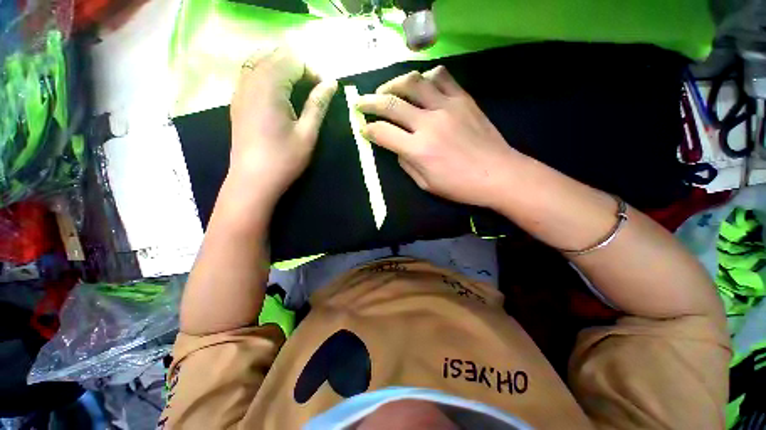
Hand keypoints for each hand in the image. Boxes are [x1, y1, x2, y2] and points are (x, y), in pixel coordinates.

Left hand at [229, 47, 337, 202]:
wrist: (253, 179)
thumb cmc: (284, 159)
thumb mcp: (307, 133)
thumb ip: (318, 105)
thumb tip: (331, 83)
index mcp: (270, 88)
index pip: (292, 61)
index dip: (312, 71)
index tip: (323, 91)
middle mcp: (251, 81)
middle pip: (275, 56)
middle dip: (297, 67)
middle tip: (312, 90)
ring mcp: (240, 90)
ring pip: (259, 60)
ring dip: (281, 68)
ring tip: (297, 89)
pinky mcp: (237, 100)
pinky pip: (249, 73)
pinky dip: (266, 74)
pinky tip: (278, 94)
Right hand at [356, 67, 522, 207]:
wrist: (498, 174)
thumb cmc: (460, 186)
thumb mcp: (426, 184)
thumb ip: (407, 164)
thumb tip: (397, 147)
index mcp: (418, 149)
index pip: (382, 132)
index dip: (368, 129)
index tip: (363, 129)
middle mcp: (428, 123)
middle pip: (391, 103)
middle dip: (369, 102)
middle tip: (360, 102)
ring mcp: (447, 107)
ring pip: (413, 82)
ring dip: (394, 84)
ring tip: (387, 90)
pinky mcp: (463, 99)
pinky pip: (441, 76)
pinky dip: (426, 77)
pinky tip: (421, 85)